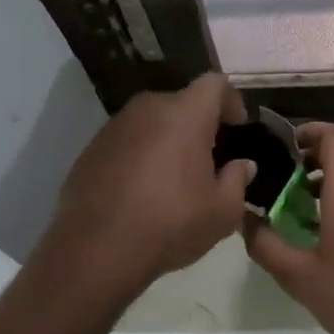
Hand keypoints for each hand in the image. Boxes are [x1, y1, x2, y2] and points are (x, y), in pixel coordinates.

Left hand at [51, 73, 253, 291]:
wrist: (97, 250)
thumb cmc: (170, 224)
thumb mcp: (223, 211)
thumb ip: (238, 180)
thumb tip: (242, 165)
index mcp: (185, 114)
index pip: (215, 84)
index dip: (231, 100)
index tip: (238, 127)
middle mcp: (148, 109)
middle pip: (182, 102)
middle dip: (200, 123)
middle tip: (211, 158)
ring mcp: (114, 126)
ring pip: (152, 122)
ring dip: (168, 139)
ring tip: (176, 177)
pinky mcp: (91, 148)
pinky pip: (128, 141)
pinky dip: (141, 154)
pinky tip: (143, 190)